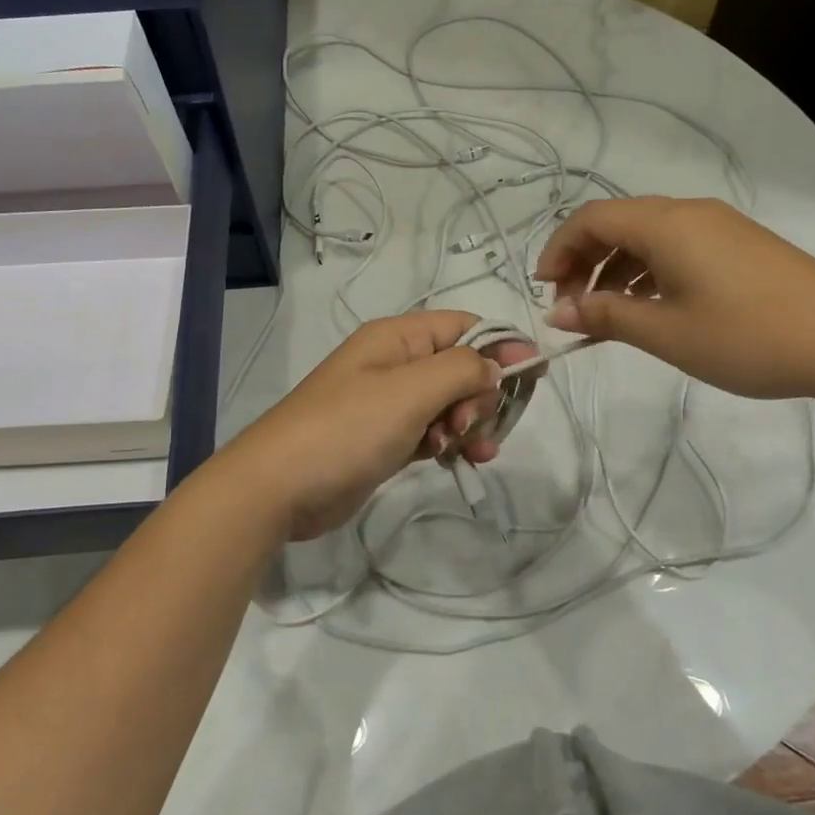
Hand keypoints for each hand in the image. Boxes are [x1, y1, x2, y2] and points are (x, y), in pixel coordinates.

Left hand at [221, 311, 538, 539]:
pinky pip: (431, 431)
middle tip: (470, 424)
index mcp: (398, 338)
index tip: (535, 373)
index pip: (464, 326)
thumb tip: (496, 365)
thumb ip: (461, 370)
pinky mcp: (385, 439)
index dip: (501, 345)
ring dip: (469, 423)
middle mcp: (395, 363)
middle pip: (460, 366)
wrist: (279, 487)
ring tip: (472, 450)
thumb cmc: (347, 428)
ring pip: (449, 402)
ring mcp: (388, 403)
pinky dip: (449, 442)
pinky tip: (459, 460)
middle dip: (480, 393)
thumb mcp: (410, 390)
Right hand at [534, 196, 814, 400]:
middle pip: (616, 221)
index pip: (591, 219)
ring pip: (646, 235)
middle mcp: (688, 213)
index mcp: (665, 224)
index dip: (558, 249)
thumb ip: (606, 317)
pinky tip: (649, 305)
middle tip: (572, 306)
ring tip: (606, 312)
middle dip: (583, 259)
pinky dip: (647, 270)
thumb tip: (557, 312)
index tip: (544, 291)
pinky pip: (675, 246)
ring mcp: (718, 226)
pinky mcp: (738, 245)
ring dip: (615, 266)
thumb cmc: (748, 336)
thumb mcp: (666, 333)